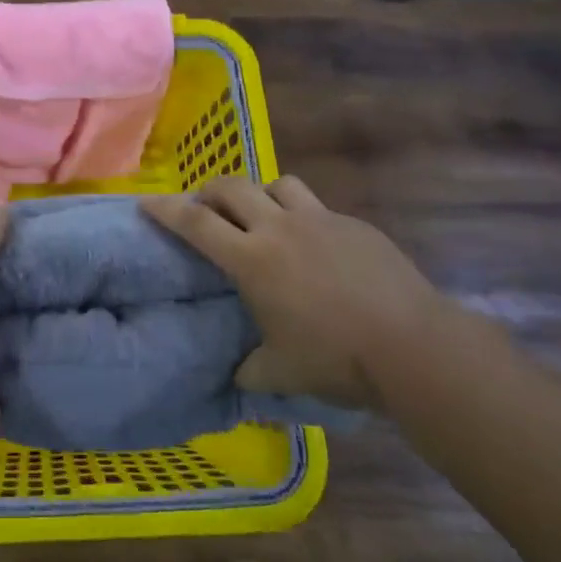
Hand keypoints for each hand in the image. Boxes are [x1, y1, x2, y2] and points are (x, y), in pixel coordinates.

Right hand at [142, 176, 446, 407]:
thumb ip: (251, 370)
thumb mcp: (283, 373)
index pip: (196, 223)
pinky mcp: (354, 225)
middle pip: (232, 187)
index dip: (166, 209)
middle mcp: (279, 228)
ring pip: (278, 185)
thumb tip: (237, 376)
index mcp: (252, 259)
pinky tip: (316, 246)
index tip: (146, 202)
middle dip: (210, 191)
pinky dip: (304, 217)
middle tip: (205, 207)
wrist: (414, 346)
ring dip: (261, 194)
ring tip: (263, 216)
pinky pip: (318, 207)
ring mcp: (320, 220)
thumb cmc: (337, 359)